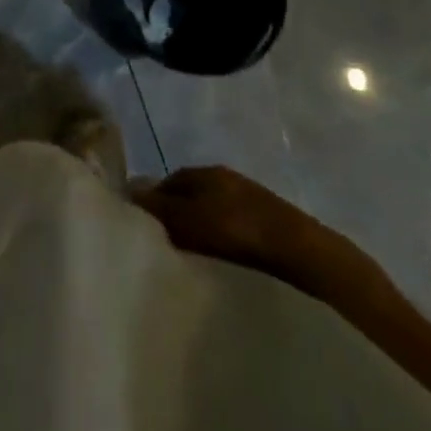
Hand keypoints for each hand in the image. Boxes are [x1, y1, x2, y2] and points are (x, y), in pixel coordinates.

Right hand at [132, 166, 373, 299]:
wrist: (301, 251)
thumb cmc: (238, 229)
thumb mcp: (191, 219)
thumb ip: (160, 208)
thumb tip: (129, 192)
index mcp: (203, 170)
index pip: (166, 182)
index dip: (152, 203)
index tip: (142, 228)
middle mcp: (223, 177)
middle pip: (189, 195)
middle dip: (174, 215)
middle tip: (163, 245)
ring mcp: (247, 197)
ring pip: (210, 210)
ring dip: (198, 228)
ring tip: (190, 256)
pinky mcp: (265, 220)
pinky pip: (230, 224)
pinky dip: (220, 237)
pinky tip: (220, 259)